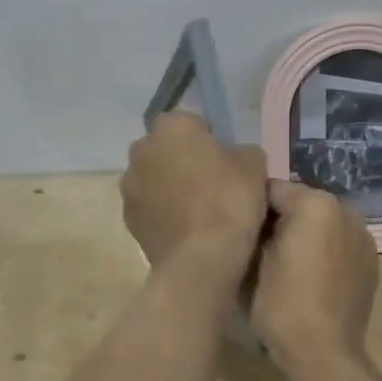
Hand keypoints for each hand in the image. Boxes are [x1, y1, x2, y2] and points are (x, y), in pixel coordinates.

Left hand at [121, 113, 269, 267]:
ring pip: (153, 178)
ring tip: (196, 210)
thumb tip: (233, 157)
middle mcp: (142, 149)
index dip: (207, 139)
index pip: (190, 122)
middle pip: (165, 148)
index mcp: (172, 126)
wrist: (202, 258)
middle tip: (209, 182)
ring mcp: (129, 186)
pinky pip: (149, 207)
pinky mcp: (127, 219)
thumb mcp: (254, 165)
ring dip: (168, 186)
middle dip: (181, 160)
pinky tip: (185, 229)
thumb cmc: (229, 200)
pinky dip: (162, 212)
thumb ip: (240, 152)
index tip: (223, 160)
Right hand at [251, 181, 378, 374]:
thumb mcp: (252, 262)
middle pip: (302, 203)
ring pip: (323, 222)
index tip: (241, 228)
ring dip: (306, 234)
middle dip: (282, 219)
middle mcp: (345, 210)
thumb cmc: (282, 305)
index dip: (253, 207)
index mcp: (314, 204)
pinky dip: (325, 250)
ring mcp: (363, 235)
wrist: (324, 354)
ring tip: (287, 263)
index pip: (273, 189)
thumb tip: (252, 219)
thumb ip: (253, 228)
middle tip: (260, 246)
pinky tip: (312, 277)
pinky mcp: (371, 260)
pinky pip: (340, 243)